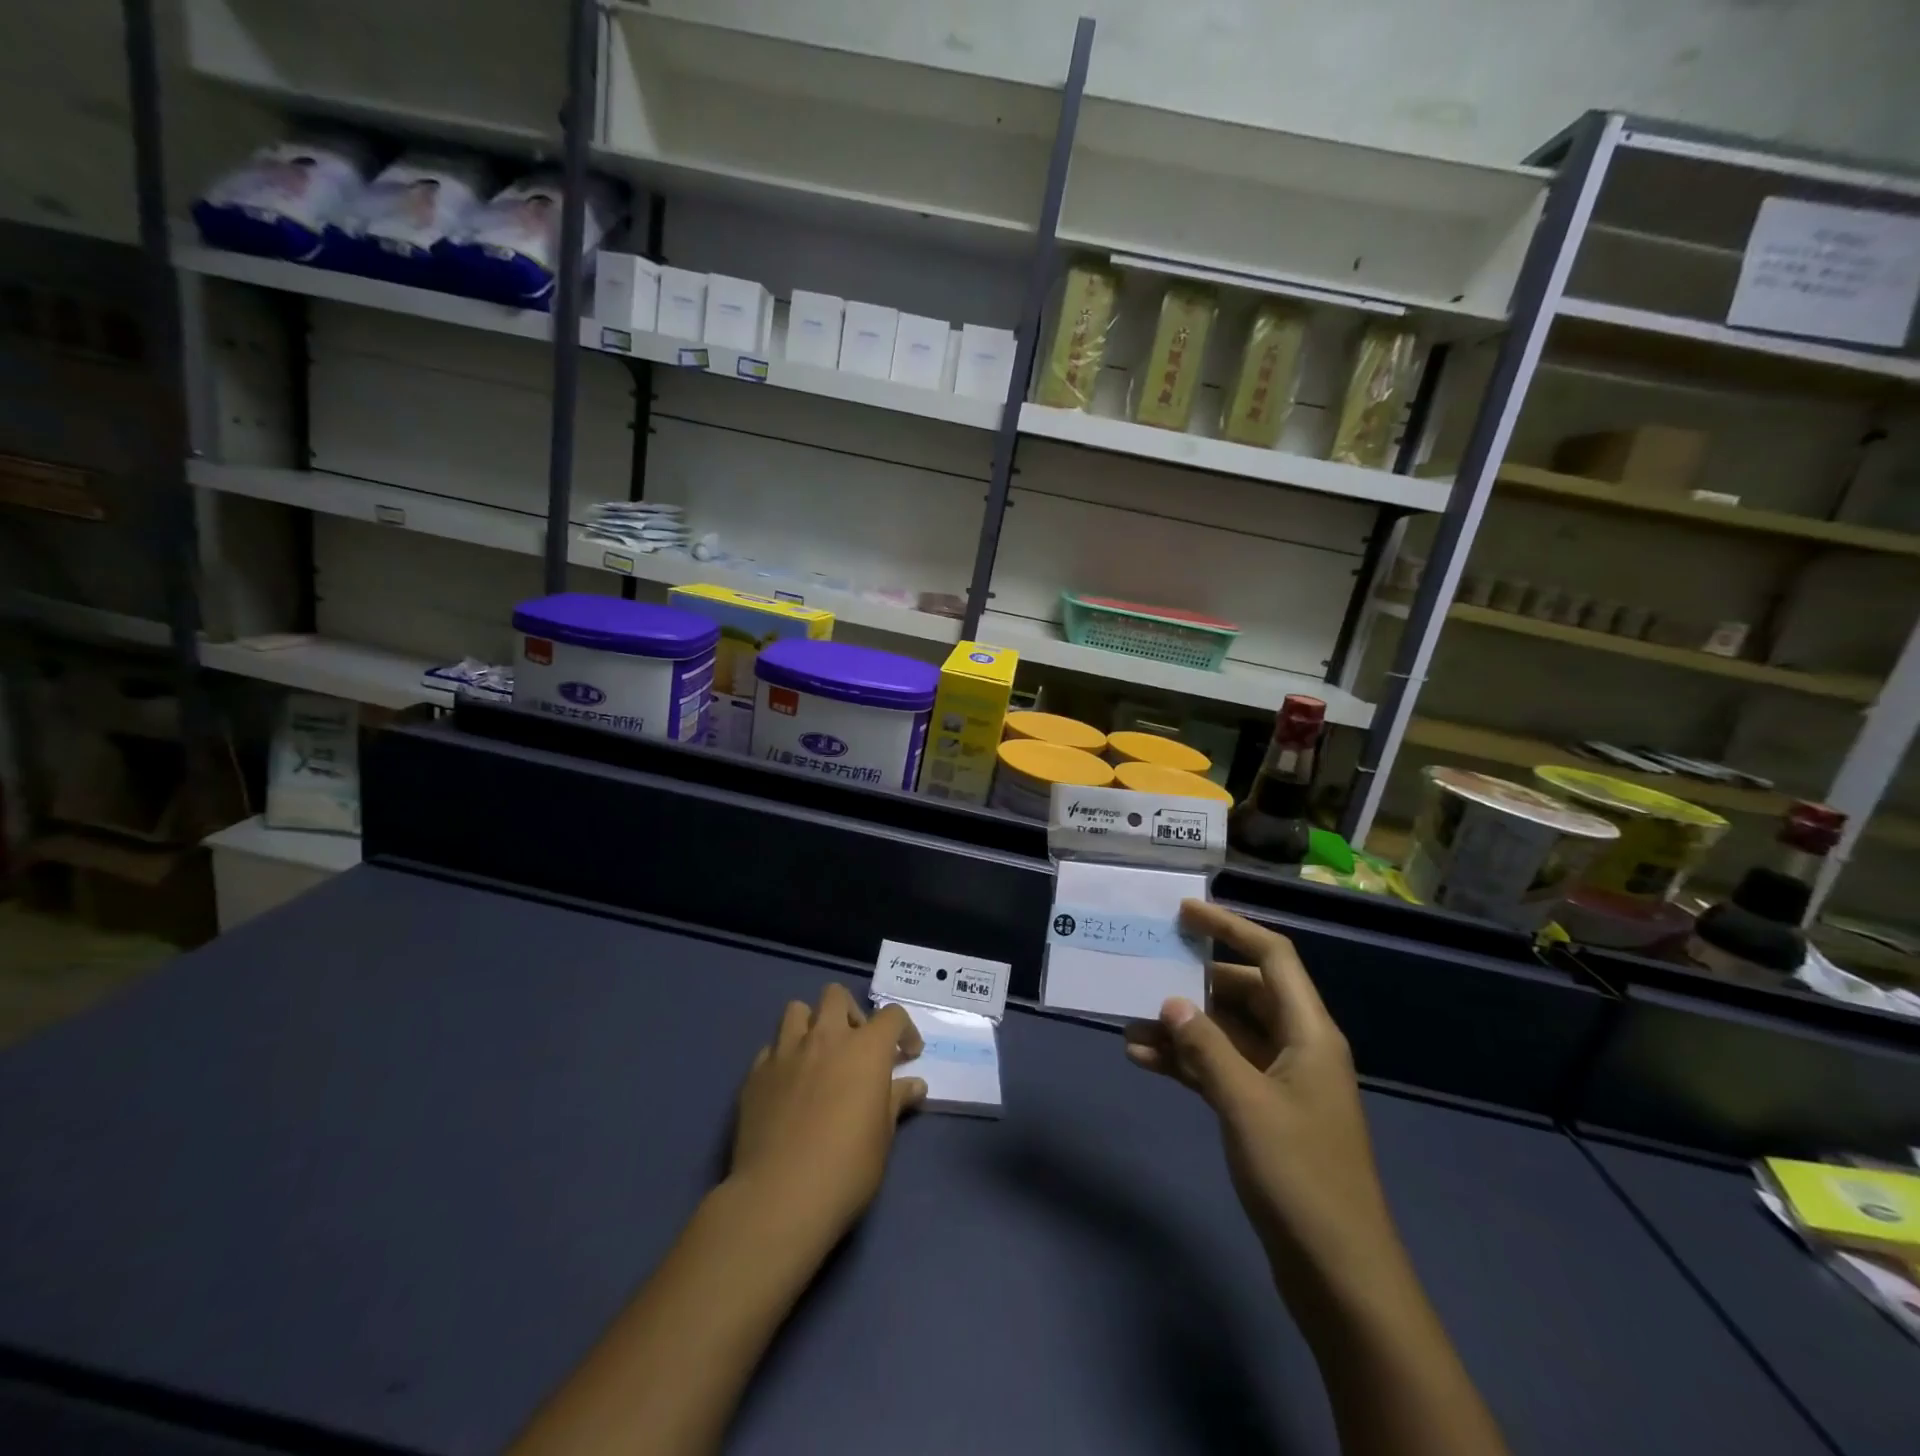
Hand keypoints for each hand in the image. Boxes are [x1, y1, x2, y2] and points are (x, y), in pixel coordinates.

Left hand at [730, 983, 925, 1245]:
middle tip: (856, 1046)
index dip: (904, 1030)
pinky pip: (772, 1047)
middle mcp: (825, 1037)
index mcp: (864, 1049)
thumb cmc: (846, 1167)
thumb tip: (914, 1085)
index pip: (892, 1015)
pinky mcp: (755, 1073)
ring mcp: (786, 1052)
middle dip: (850, 1013)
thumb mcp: (883, 1136)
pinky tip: (788, 1085)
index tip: (908, 1055)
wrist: (780, 1196)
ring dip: (812, 1025)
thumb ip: (896, 1101)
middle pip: (836, 995)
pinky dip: (784, 1057)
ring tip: (818, 1055)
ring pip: (797, 1010)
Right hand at [1125, 901, 1404, 1300]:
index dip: (1230, 928)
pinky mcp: (1263, 1114)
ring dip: (1181, 1027)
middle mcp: (1297, 1047)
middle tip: (1146, 968)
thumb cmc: (1301, 1177)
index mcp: (1309, 1033)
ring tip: (1129, 1021)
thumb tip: (1170, 1003)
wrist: (1339, 1276)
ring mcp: (1280, 1082)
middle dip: (1195, 982)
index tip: (1184, 913)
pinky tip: (1143, 1060)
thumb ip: (1206, 1047)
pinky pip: (1218, 1070)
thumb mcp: (1246, 1105)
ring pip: (1225, 1034)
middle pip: (1243, 993)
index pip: (1272, 957)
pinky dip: (1185, 1063)